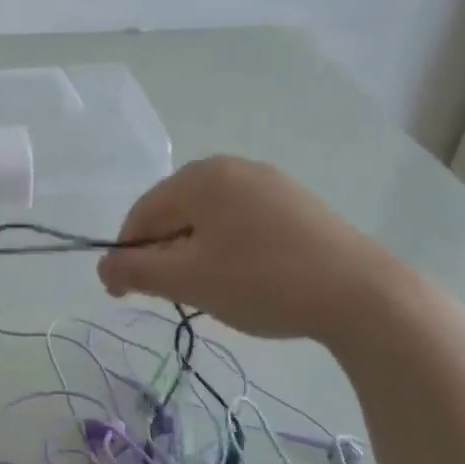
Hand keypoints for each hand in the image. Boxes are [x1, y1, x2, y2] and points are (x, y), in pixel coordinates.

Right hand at [97, 156, 405, 345]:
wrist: (362, 295)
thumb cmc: (261, 282)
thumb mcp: (187, 280)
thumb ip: (134, 271)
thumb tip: (103, 267)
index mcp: (200, 177)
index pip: (142, 213)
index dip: (126, 255)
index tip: (123, 295)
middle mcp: (232, 168)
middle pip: (175, 212)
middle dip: (163, 253)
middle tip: (171, 295)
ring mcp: (269, 182)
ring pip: (209, 218)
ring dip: (194, 252)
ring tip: (209, 289)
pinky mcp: (297, 203)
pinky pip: (241, 220)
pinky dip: (228, 247)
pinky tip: (245, 277)